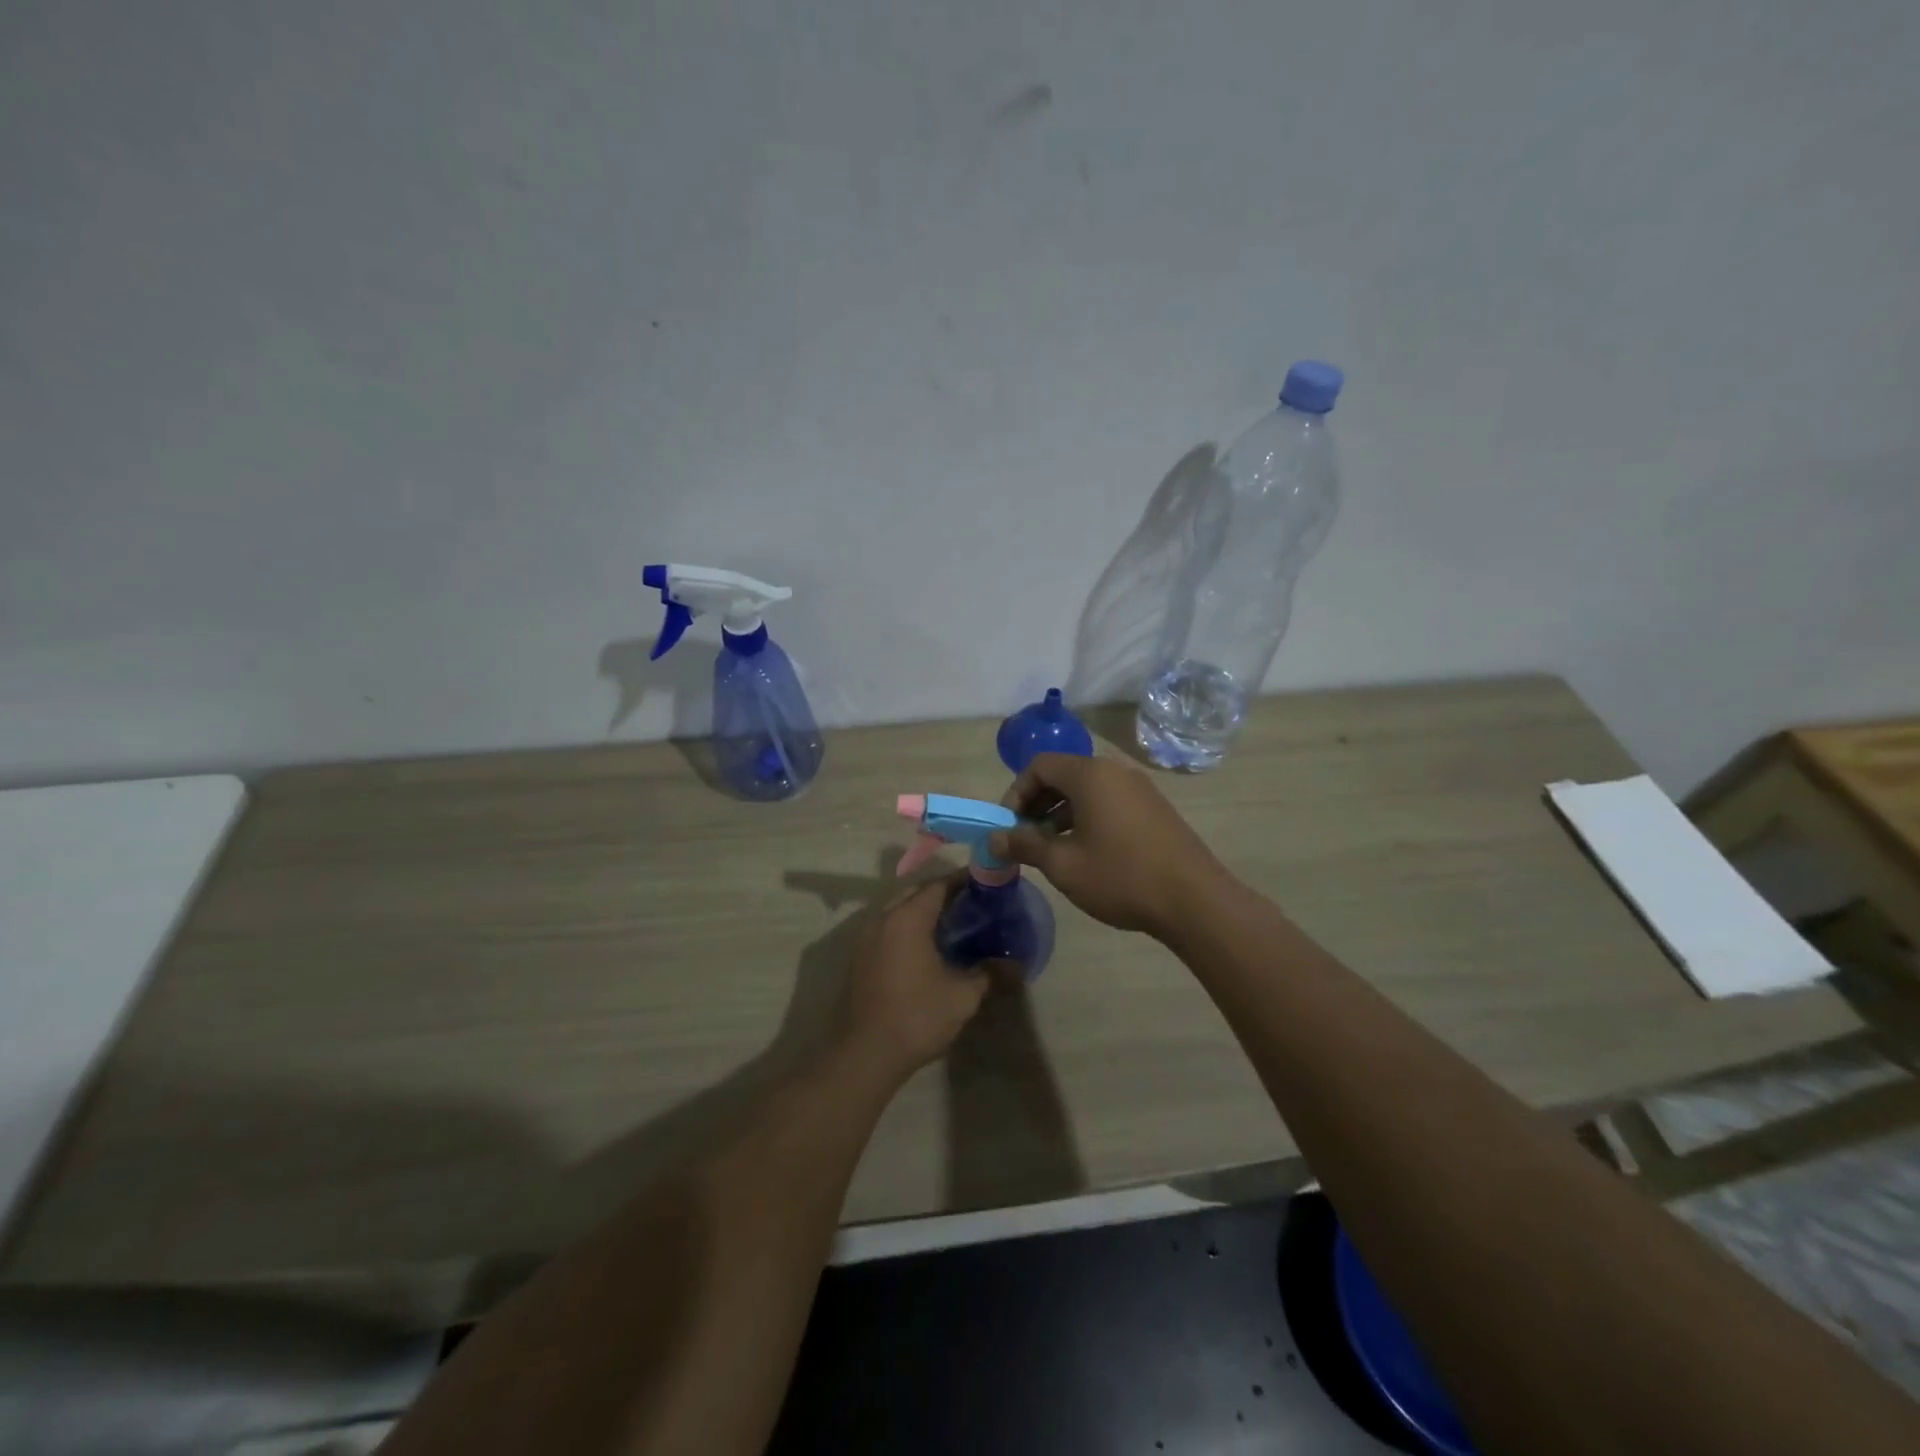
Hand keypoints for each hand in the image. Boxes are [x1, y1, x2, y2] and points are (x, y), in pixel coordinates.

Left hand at [840, 876, 991, 1081]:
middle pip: (914, 892)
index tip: (985, 883)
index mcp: (908, 918)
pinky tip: (924, 945)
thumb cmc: (916, 1017)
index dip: (962, 881)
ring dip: (920, 908)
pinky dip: (906, 925)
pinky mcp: (859, 956)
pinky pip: (886, 926)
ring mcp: (866, 937)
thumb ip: (989, 974)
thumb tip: (1016, 964)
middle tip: (970, 901)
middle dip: (941, 891)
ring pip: (897, 908)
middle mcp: (883, 918)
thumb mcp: (962, 996)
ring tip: (950, 921)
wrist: (865, 1053)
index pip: (938, 885)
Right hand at [989, 753, 1228, 939]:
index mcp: (1090, 775)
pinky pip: (1109, 801)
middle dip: (1037, 803)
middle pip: (1063, 774)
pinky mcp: (1154, 808)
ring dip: (1061, 813)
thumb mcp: (1063, 865)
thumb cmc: (1121, 877)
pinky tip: (1086, 852)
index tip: (1008, 826)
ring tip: (1052, 850)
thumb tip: (993, 838)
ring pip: (1087, 789)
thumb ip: (1024, 845)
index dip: (1016, 792)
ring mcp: (1139, 788)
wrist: (1194, 900)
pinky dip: (1088, 817)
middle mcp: (1115, 771)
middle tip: (1025, 838)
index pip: (1039, 765)